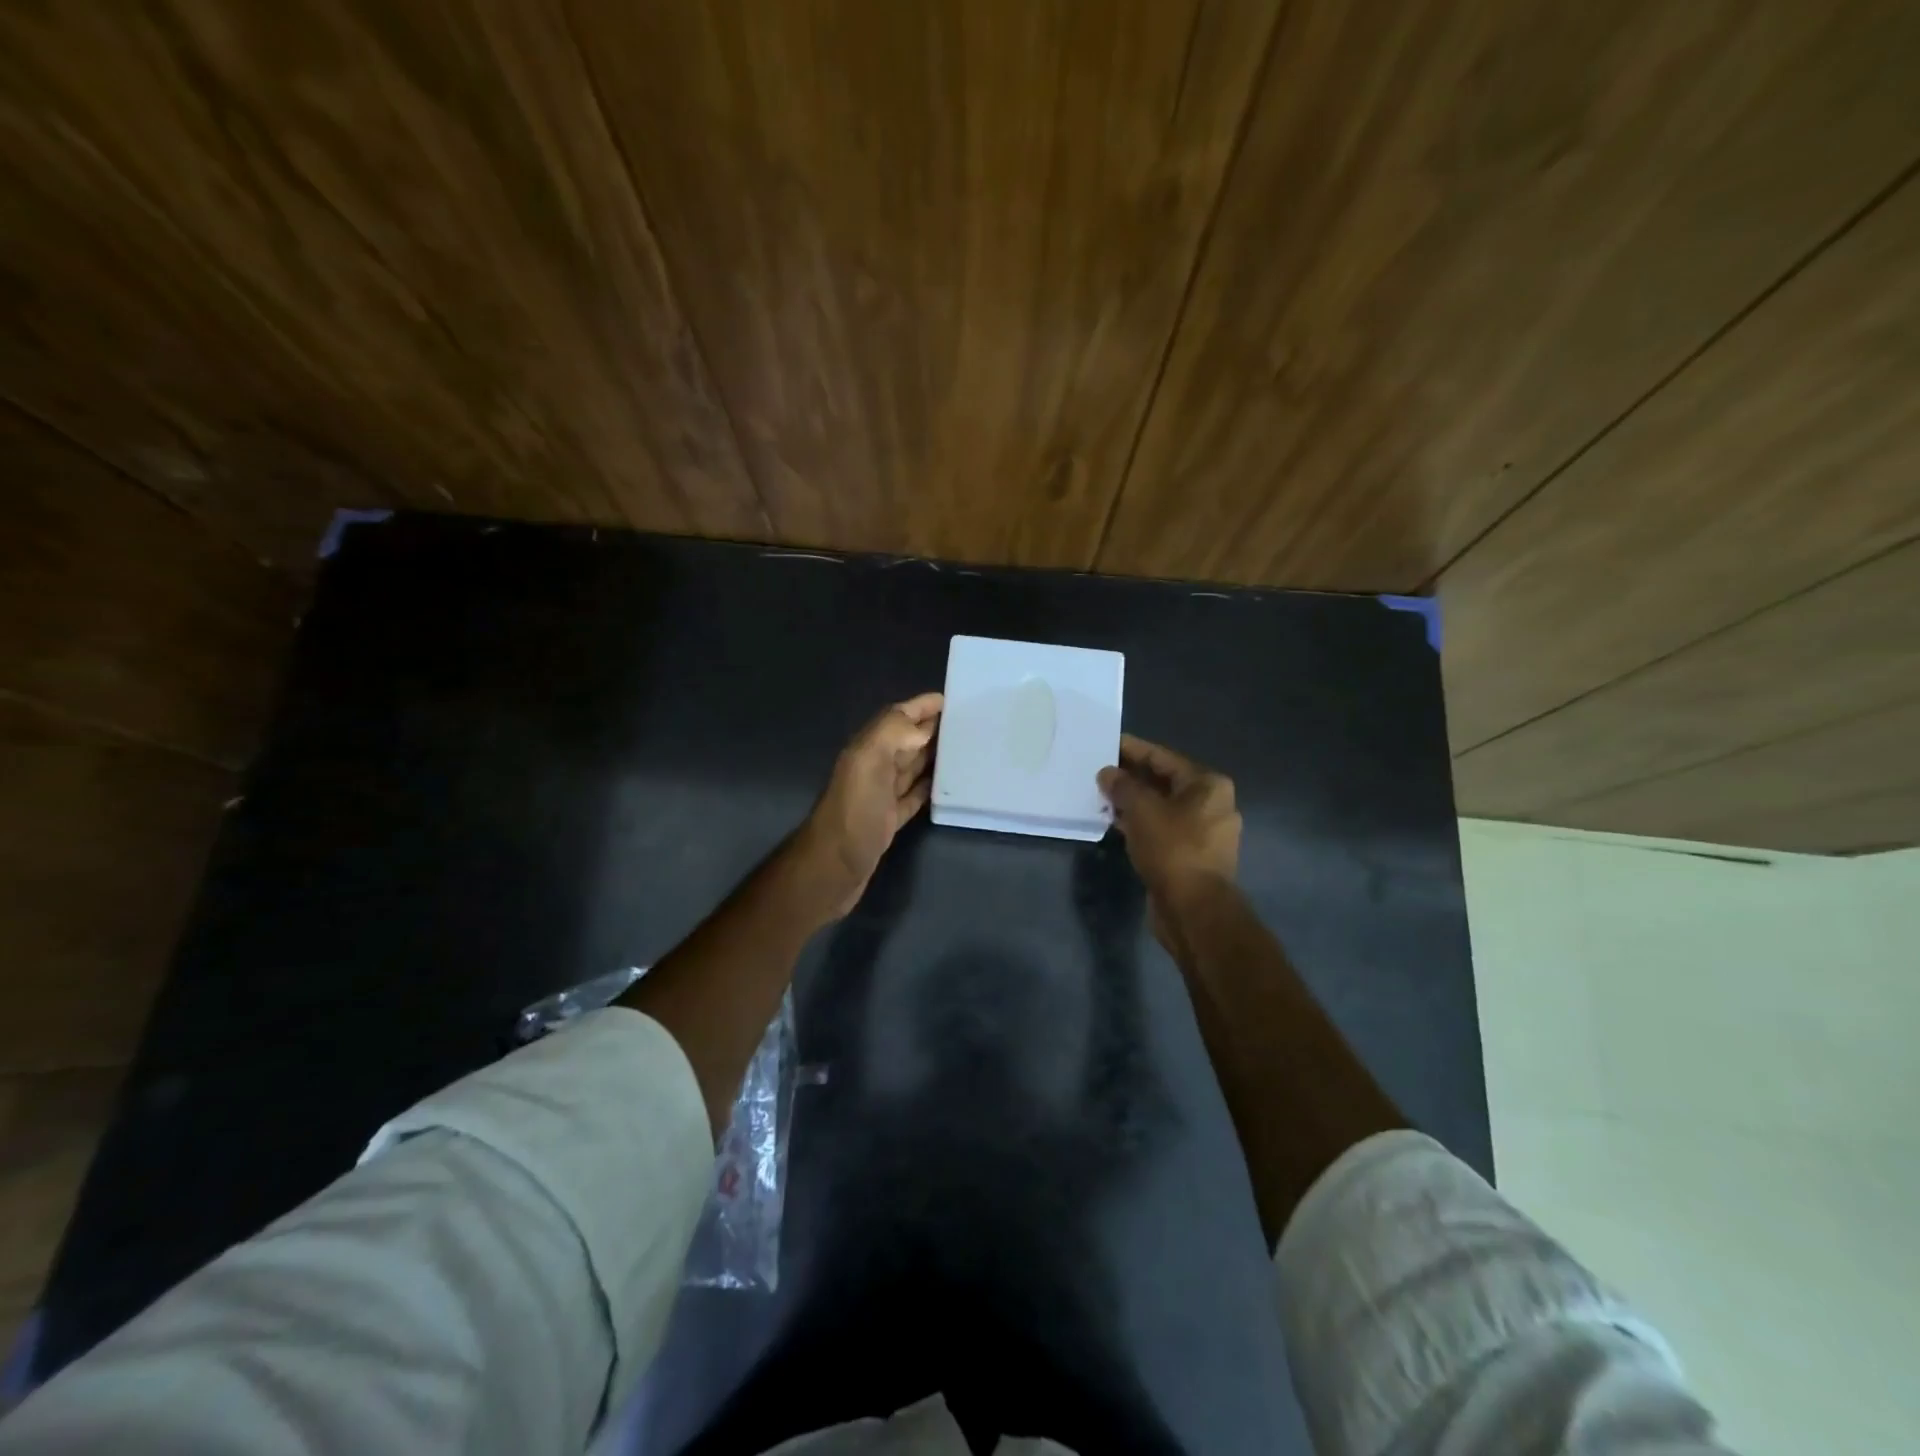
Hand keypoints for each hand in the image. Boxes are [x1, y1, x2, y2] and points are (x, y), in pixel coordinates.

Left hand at [797, 692, 942, 918]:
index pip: (896, 718)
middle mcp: (873, 767)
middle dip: (931, 728)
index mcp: (868, 749)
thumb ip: (891, 734)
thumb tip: (922, 729)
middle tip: (966, 722)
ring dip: (933, 755)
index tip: (950, 699)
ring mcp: (880, 795)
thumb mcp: (868, 763)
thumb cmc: (854, 812)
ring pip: (911, 766)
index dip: (920, 706)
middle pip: (906, 740)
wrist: (833, 867)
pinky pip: (913, 796)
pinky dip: (928, 787)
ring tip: (963, 749)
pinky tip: (946, 785)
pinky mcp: (889, 820)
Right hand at [1097, 735, 1240, 949]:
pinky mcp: (1192, 856)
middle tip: (1100, 772)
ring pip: (1162, 808)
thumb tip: (1107, 773)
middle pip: (1165, 782)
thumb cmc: (1172, 848)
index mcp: (1208, 785)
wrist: (1193, 908)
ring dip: (1134, 802)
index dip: (1133, 750)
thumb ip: (1122, 786)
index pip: (1164, 758)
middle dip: (1132, 778)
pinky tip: (1116, 823)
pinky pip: (1163, 830)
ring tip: (1102, 797)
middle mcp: (1213, 805)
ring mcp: (1205, 833)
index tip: (1108, 743)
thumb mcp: (1142, 809)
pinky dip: (1141, 824)